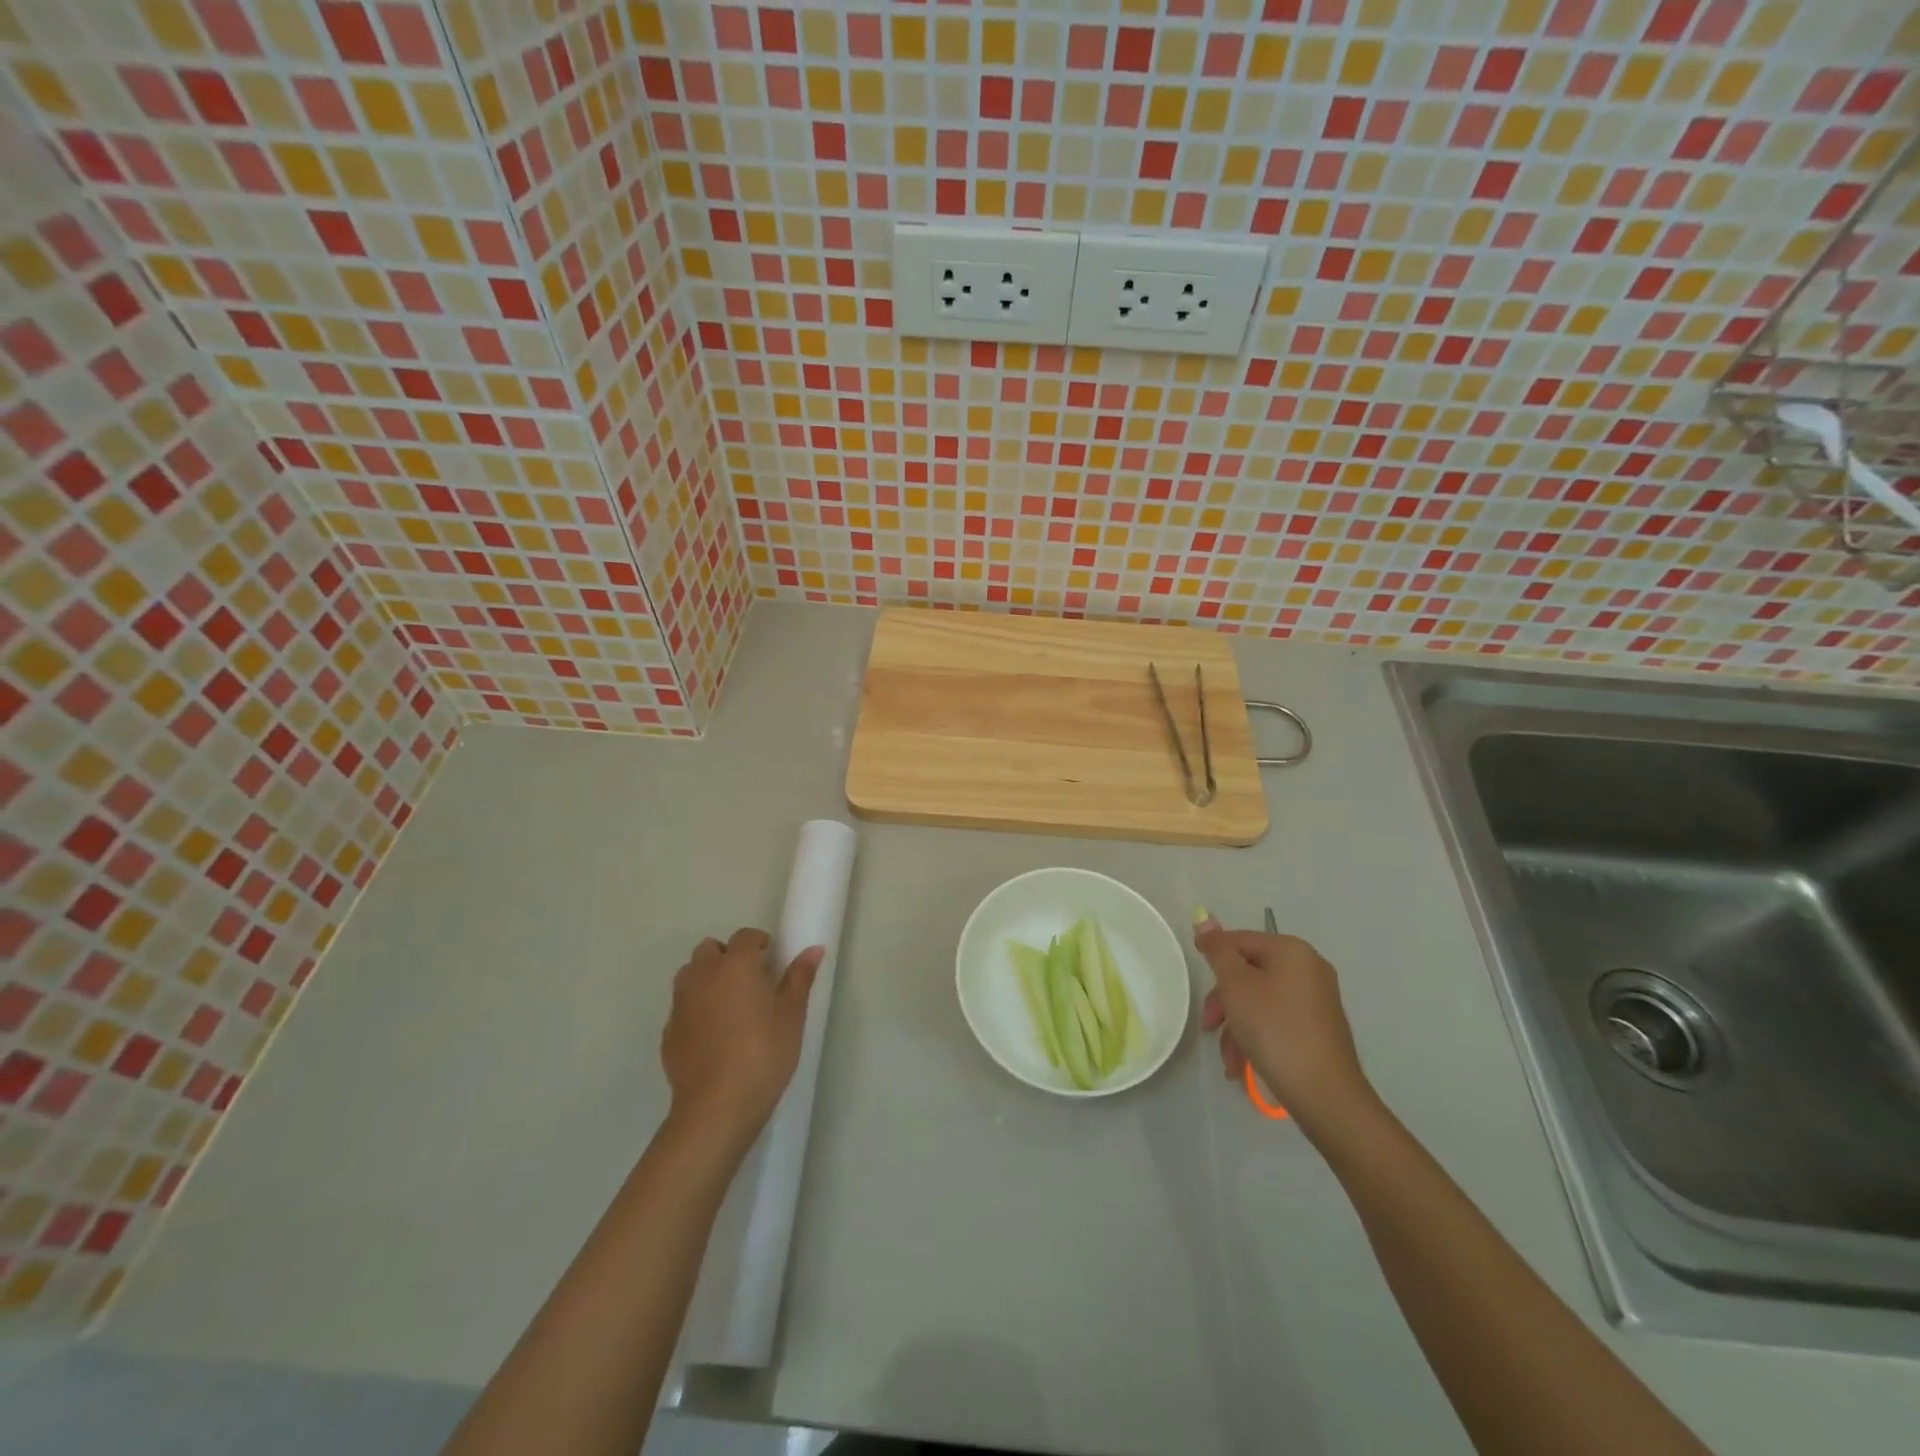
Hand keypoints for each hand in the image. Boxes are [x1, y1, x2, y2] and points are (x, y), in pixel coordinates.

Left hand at [662, 928, 821, 1149]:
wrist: (717, 1106)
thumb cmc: (764, 1053)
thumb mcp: (791, 1015)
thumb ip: (800, 977)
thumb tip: (814, 949)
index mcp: (736, 965)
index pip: (745, 937)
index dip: (759, 943)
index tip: (771, 960)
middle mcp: (703, 975)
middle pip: (710, 949)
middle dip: (727, 956)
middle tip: (750, 981)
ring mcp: (681, 1003)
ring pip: (690, 975)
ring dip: (707, 978)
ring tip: (730, 1004)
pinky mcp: (669, 1031)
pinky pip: (682, 1006)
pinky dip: (696, 1008)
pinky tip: (713, 1034)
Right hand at [1194, 917, 1375, 1140]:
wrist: (1325, 1094)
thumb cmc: (1275, 1029)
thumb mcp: (1236, 986)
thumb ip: (1218, 951)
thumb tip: (1205, 918)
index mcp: (1291, 950)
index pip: (1239, 940)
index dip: (1213, 959)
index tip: (1197, 987)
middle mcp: (1308, 968)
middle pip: (1248, 972)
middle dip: (1224, 1001)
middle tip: (1209, 1026)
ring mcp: (1316, 1000)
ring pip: (1259, 1001)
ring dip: (1236, 1027)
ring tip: (1229, 1060)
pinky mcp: (1318, 1028)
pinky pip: (1276, 1021)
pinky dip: (1256, 1038)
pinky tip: (1242, 1066)